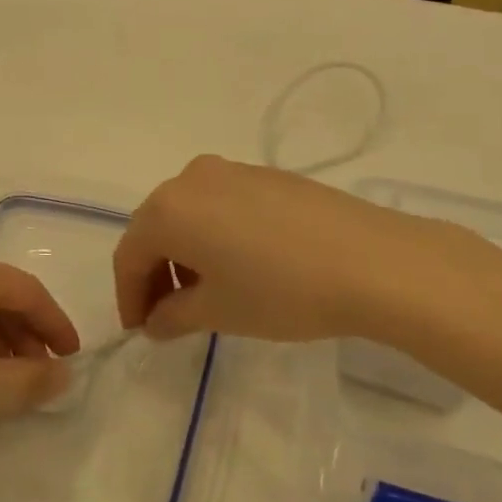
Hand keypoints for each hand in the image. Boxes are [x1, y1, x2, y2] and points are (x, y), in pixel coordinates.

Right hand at [113, 156, 416, 342]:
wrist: (373, 262)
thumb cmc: (280, 291)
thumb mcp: (218, 312)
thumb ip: (172, 316)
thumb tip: (155, 321)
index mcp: (168, 208)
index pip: (129, 255)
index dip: (128, 296)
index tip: (140, 330)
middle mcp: (192, 178)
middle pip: (156, 228)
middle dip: (155, 273)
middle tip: (167, 315)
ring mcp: (232, 170)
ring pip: (189, 214)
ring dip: (185, 254)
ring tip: (206, 293)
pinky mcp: (266, 175)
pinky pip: (221, 205)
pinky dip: (214, 235)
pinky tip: (240, 266)